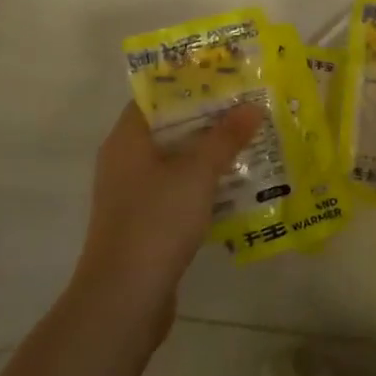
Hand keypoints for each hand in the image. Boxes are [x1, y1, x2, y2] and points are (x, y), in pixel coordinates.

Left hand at [70, 101, 261, 342]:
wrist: (124, 299)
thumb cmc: (156, 221)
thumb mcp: (197, 173)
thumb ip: (225, 137)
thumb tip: (251, 106)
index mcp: (127, 139)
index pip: (155, 96)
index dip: (189, 84)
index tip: (225, 77)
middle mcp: (124, 161)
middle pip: (169, 128)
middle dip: (208, 119)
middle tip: (247, 108)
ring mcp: (132, 195)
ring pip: (175, 162)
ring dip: (209, 154)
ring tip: (250, 143)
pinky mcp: (144, 224)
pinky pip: (177, 192)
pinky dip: (203, 186)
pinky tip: (236, 188)